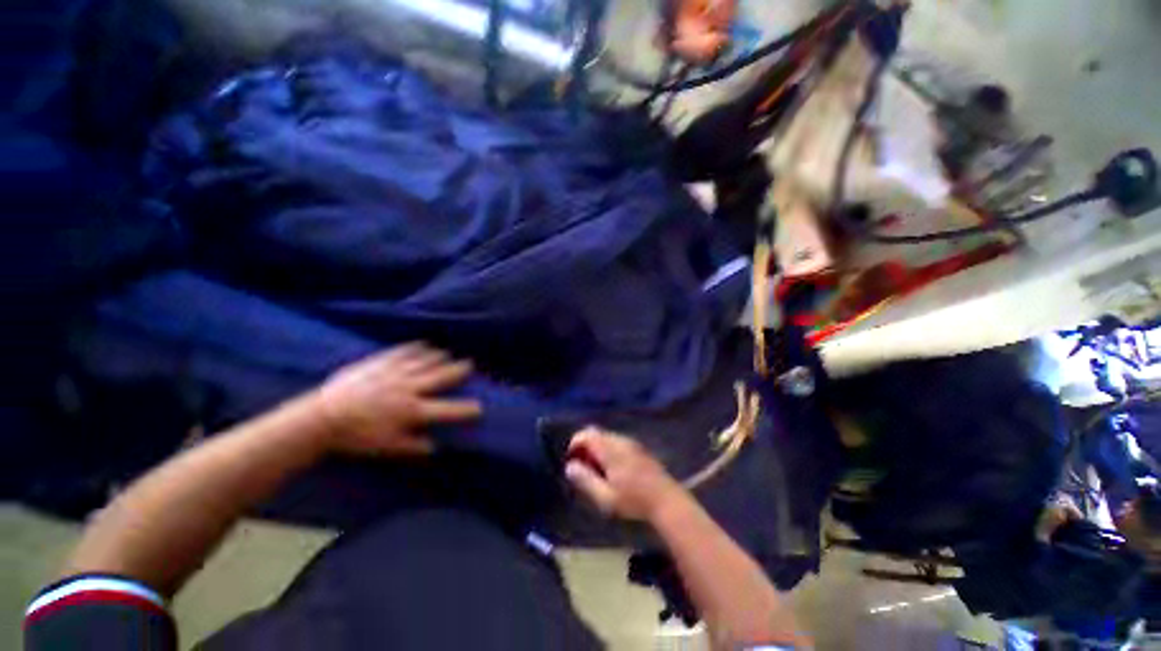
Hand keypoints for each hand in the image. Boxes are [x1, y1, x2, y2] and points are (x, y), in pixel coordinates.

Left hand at [314, 344, 481, 455]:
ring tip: (447, 354)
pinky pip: (403, 352)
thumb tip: (437, 447)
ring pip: (425, 361)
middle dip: (458, 370)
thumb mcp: (387, 447)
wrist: (322, 418)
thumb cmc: (356, 437)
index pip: (447, 410)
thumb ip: (414, 446)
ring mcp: (395, 373)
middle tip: (469, 364)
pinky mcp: (380, 363)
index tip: (480, 408)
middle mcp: (409, 388)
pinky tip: (423, 345)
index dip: (465, 409)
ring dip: (439, 357)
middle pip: (440, 376)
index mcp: (413, 410)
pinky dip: (415, 348)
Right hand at [564, 428, 685, 521]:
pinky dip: (609, 450)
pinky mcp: (639, 448)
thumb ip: (585, 480)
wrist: (667, 501)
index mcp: (610, 449)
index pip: (586, 434)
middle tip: (583, 468)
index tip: (571, 461)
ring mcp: (631, 442)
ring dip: (597, 449)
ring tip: (597, 472)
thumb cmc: (634, 501)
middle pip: (596, 433)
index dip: (574, 444)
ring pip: (607, 437)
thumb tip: (570, 467)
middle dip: (585, 447)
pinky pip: (617, 442)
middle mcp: (620, 440)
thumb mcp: (605, 497)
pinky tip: (613, 470)